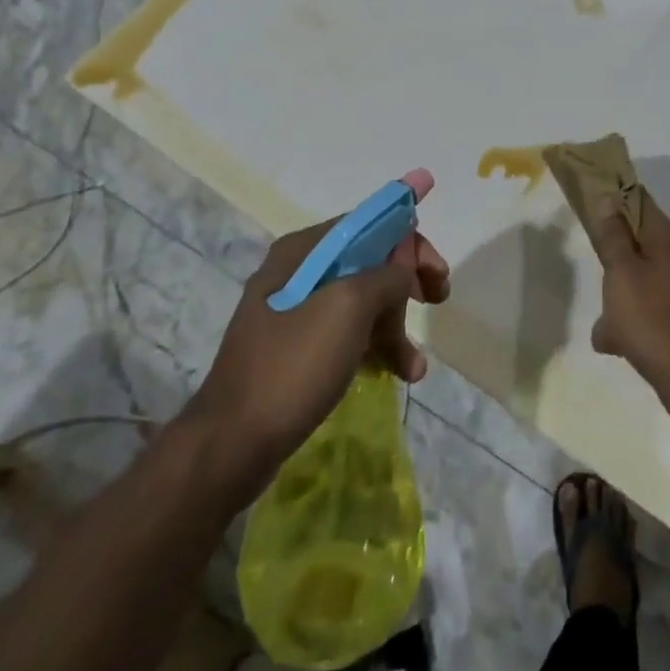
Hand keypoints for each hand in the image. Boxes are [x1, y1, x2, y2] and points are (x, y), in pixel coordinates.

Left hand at [178, 169, 450, 494]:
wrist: (230, 446)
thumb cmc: (293, 365)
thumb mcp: (349, 307)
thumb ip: (387, 274)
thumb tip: (404, 266)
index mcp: (305, 250)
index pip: (370, 224)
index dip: (410, 241)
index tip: (438, 271)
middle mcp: (299, 271)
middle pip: (370, 261)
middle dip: (407, 282)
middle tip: (437, 301)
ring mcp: (295, 312)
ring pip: (363, 301)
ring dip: (396, 325)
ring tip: (415, 365)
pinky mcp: (296, 350)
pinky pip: (348, 334)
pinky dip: (375, 347)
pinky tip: (398, 373)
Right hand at [585, 191, 669, 409]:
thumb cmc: (649, 318)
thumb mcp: (621, 272)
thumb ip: (613, 235)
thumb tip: (610, 200)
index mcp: (666, 237)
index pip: (639, 198)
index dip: (615, 196)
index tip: (590, 200)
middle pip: (638, 237)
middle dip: (613, 251)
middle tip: (593, 262)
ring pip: (639, 274)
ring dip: (618, 291)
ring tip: (604, 318)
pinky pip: (646, 304)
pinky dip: (630, 316)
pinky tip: (614, 340)